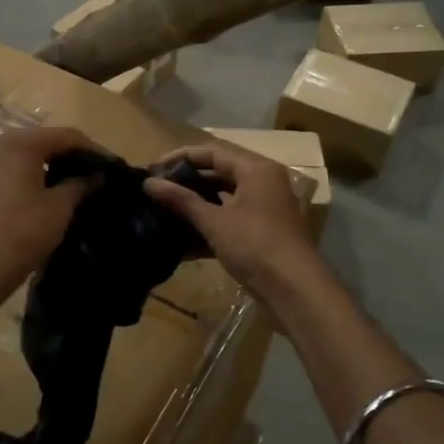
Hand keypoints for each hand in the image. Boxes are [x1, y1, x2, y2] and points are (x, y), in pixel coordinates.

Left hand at [0, 126, 97, 289]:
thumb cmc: (22, 232)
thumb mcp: (59, 207)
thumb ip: (80, 184)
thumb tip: (95, 175)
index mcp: (19, 144)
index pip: (65, 136)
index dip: (92, 149)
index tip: (111, 166)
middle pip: (43, 143)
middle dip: (70, 157)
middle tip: (94, 176)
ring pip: (25, 158)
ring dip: (50, 169)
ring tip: (74, 187)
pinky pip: (10, 173)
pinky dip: (30, 179)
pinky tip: (45, 197)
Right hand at [144, 143, 320, 296]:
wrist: (295, 291)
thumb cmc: (255, 245)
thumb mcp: (214, 221)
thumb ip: (181, 200)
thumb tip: (148, 183)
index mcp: (256, 170)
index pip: (212, 152)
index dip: (180, 158)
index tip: (153, 169)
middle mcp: (264, 183)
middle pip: (219, 173)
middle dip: (188, 182)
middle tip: (157, 190)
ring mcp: (265, 209)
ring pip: (224, 199)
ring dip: (197, 205)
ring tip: (165, 212)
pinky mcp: (263, 234)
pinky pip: (231, 221)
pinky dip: (210, 227)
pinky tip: (183, 242)